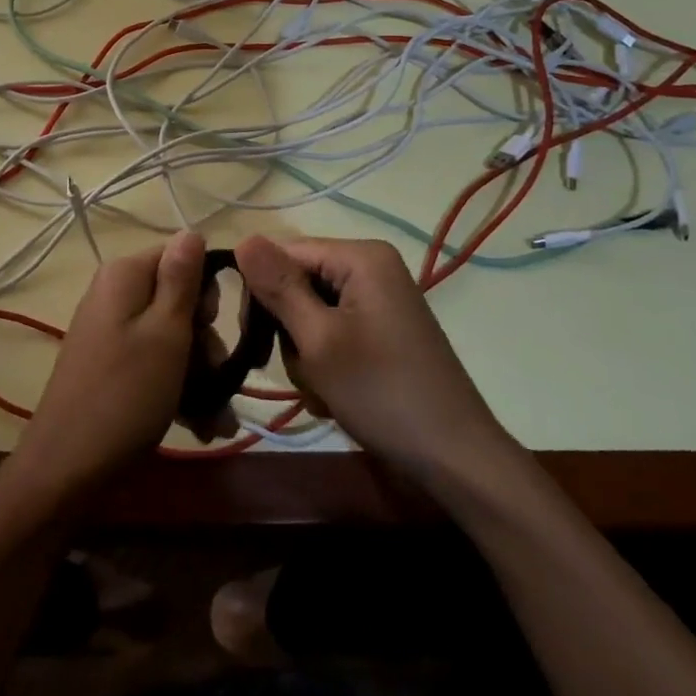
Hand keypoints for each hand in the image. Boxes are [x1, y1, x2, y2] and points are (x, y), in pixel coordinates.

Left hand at [0, 231, 205, 514]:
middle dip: (205, 342)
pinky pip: (154, 361)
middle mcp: (115, 294)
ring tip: (215, 420)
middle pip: (178, 299)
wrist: (67, 466)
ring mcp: (111, 330)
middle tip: (218, 380)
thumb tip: (192, 229)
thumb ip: (182, 279)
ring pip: (171, 337)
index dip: (206, 291)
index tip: (213, 327)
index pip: (182, 256)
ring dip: (199, 375)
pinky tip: (201, 425)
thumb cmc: (126, 394)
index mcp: (125, 275)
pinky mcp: (110, 363)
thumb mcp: (166, 333)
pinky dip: (177, 388)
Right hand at [234, 235, 518, 477]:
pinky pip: (334, 331)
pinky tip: (336, 395)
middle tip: (302, 371)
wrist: (453, 457)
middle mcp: (371, 267)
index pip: (284, 254)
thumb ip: (279, 287)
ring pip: (311, 312)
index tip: (249, 338)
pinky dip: (326, 363)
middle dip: (289, 330)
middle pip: (298, 282)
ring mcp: (379, 300)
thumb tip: (242, 238)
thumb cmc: (381, 393)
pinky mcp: (382, 330)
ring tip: (323, 389)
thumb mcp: (318, 340)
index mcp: (361, 256)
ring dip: (306, 354)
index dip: (261, 291)